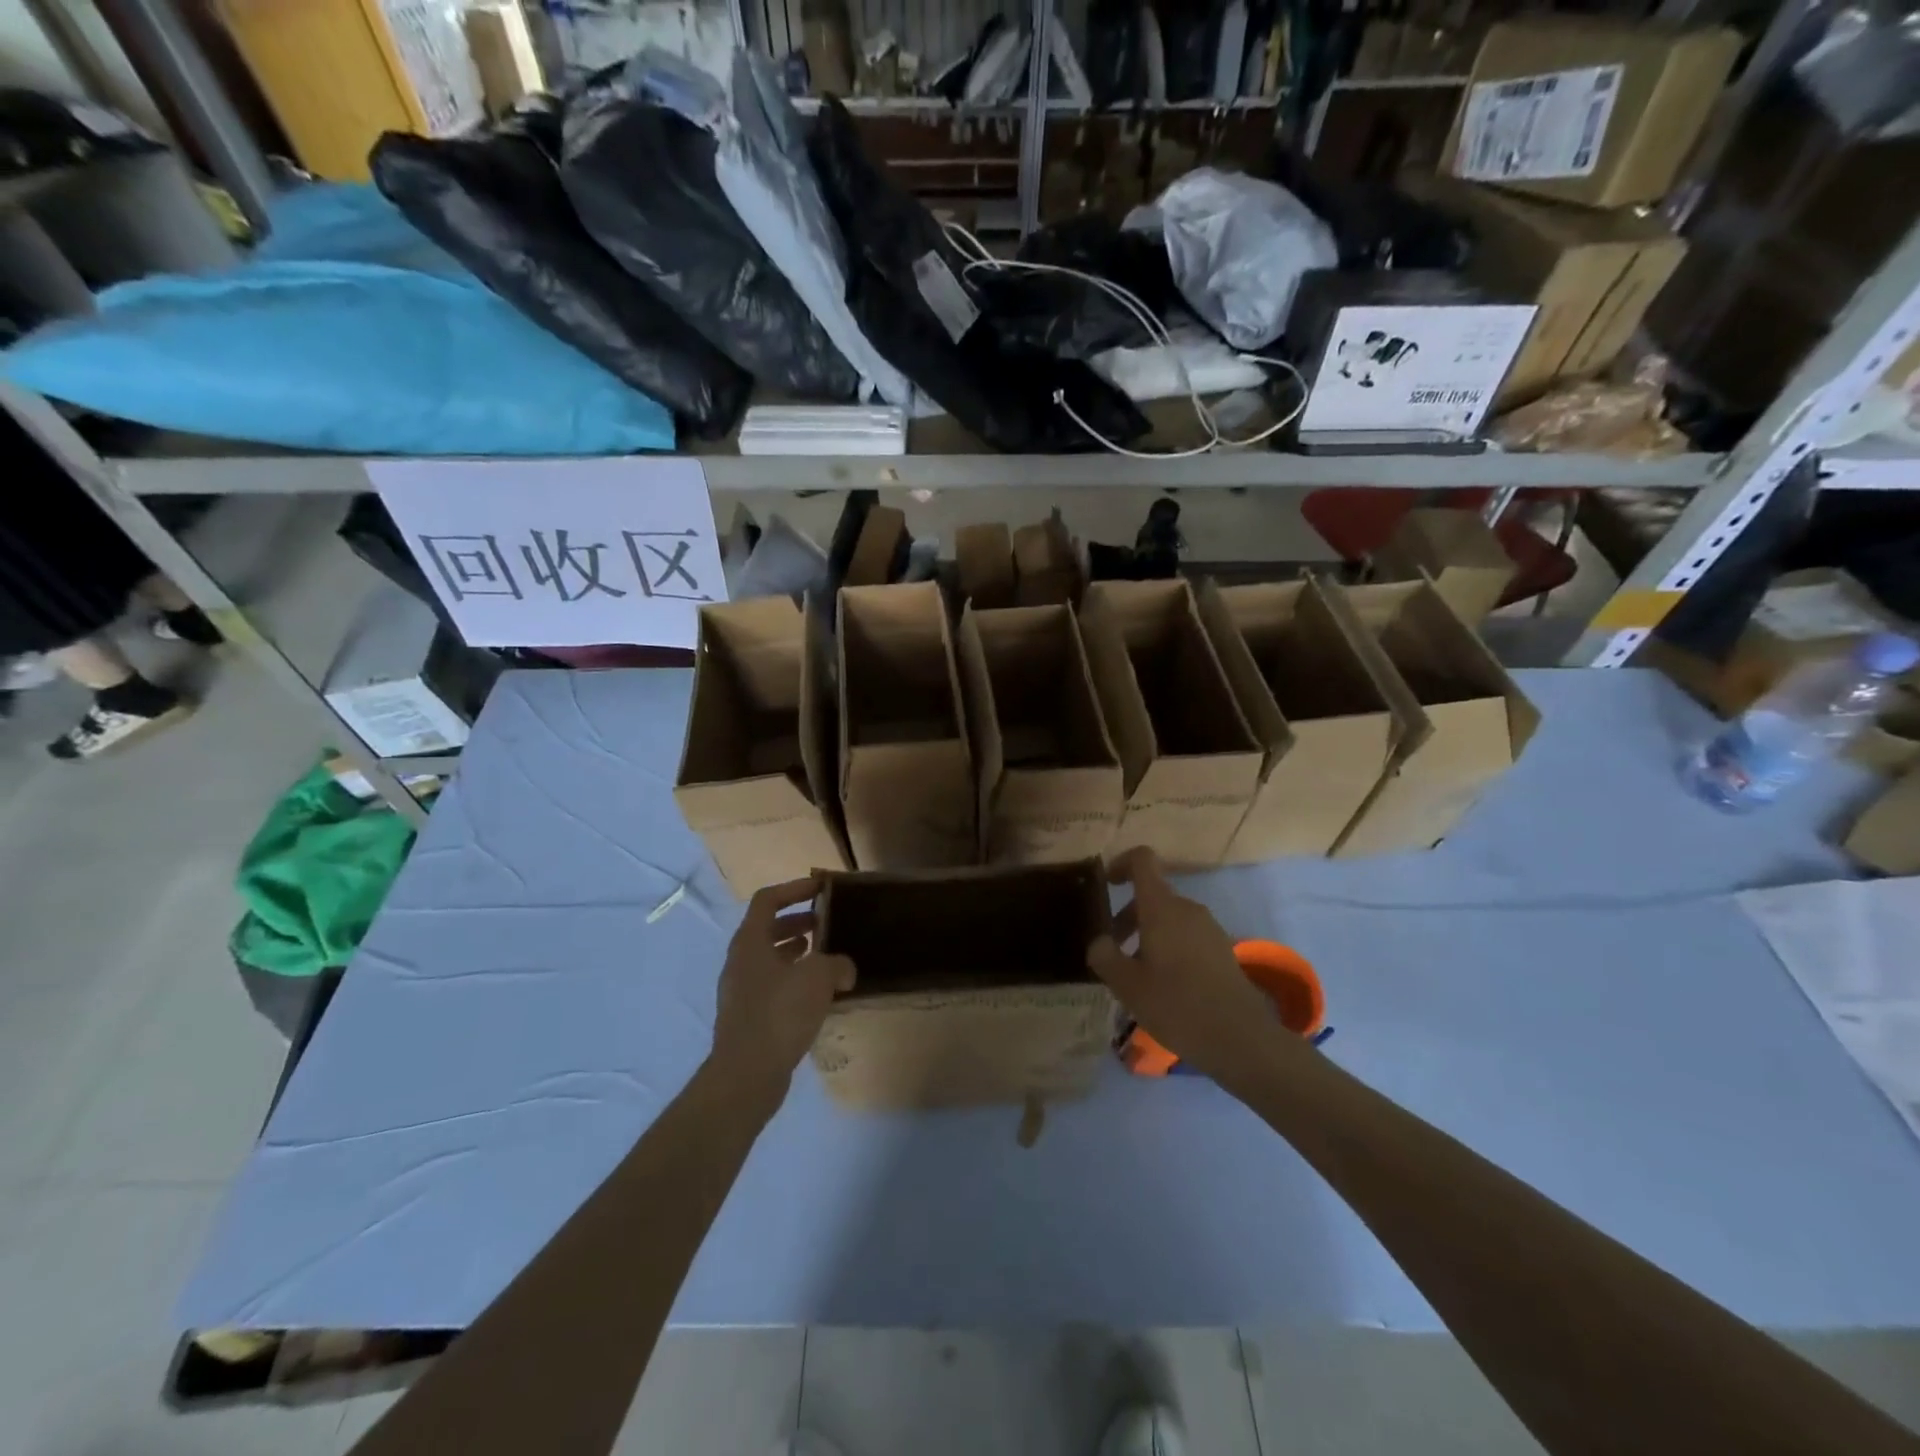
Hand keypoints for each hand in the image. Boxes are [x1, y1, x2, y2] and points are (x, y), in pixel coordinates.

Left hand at [710, 877, 855, 1108]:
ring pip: (769, 959)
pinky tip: (818, 994)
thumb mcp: (818, 978)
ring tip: (825, 957)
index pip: (768, 900)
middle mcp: (740, 961)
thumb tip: (844, 969)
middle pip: (767, 928)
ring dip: (796, 952)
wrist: (746, 1075)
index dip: (795, 888)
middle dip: (797, 921)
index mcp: (749, 941)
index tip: (821, 889)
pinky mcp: (747, 1017)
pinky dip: (793, 979)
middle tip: (826, 923)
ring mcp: (740, 990)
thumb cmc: (780, 1013)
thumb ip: (836, 964)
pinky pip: (772, 985)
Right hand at [1088, 848, 1288, 1086]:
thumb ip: (1104, 956)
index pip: (1142, 860)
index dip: (1121, 864)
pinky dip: (1167, 948)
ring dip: (1147, 936)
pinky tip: (1162, 986)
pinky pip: (1186, 936)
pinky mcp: (1221, 950)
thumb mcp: (1127, 985)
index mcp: (1162, 907)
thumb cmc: (1177, 1005)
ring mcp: (1208, 928)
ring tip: (1135, 975)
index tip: (1107, 886)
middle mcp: (1187, 909)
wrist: (1241, 1038)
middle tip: (1112, 951)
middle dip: (1127, 916)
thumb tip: (1099, 942)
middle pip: (1152, 895)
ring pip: (1169, 918)